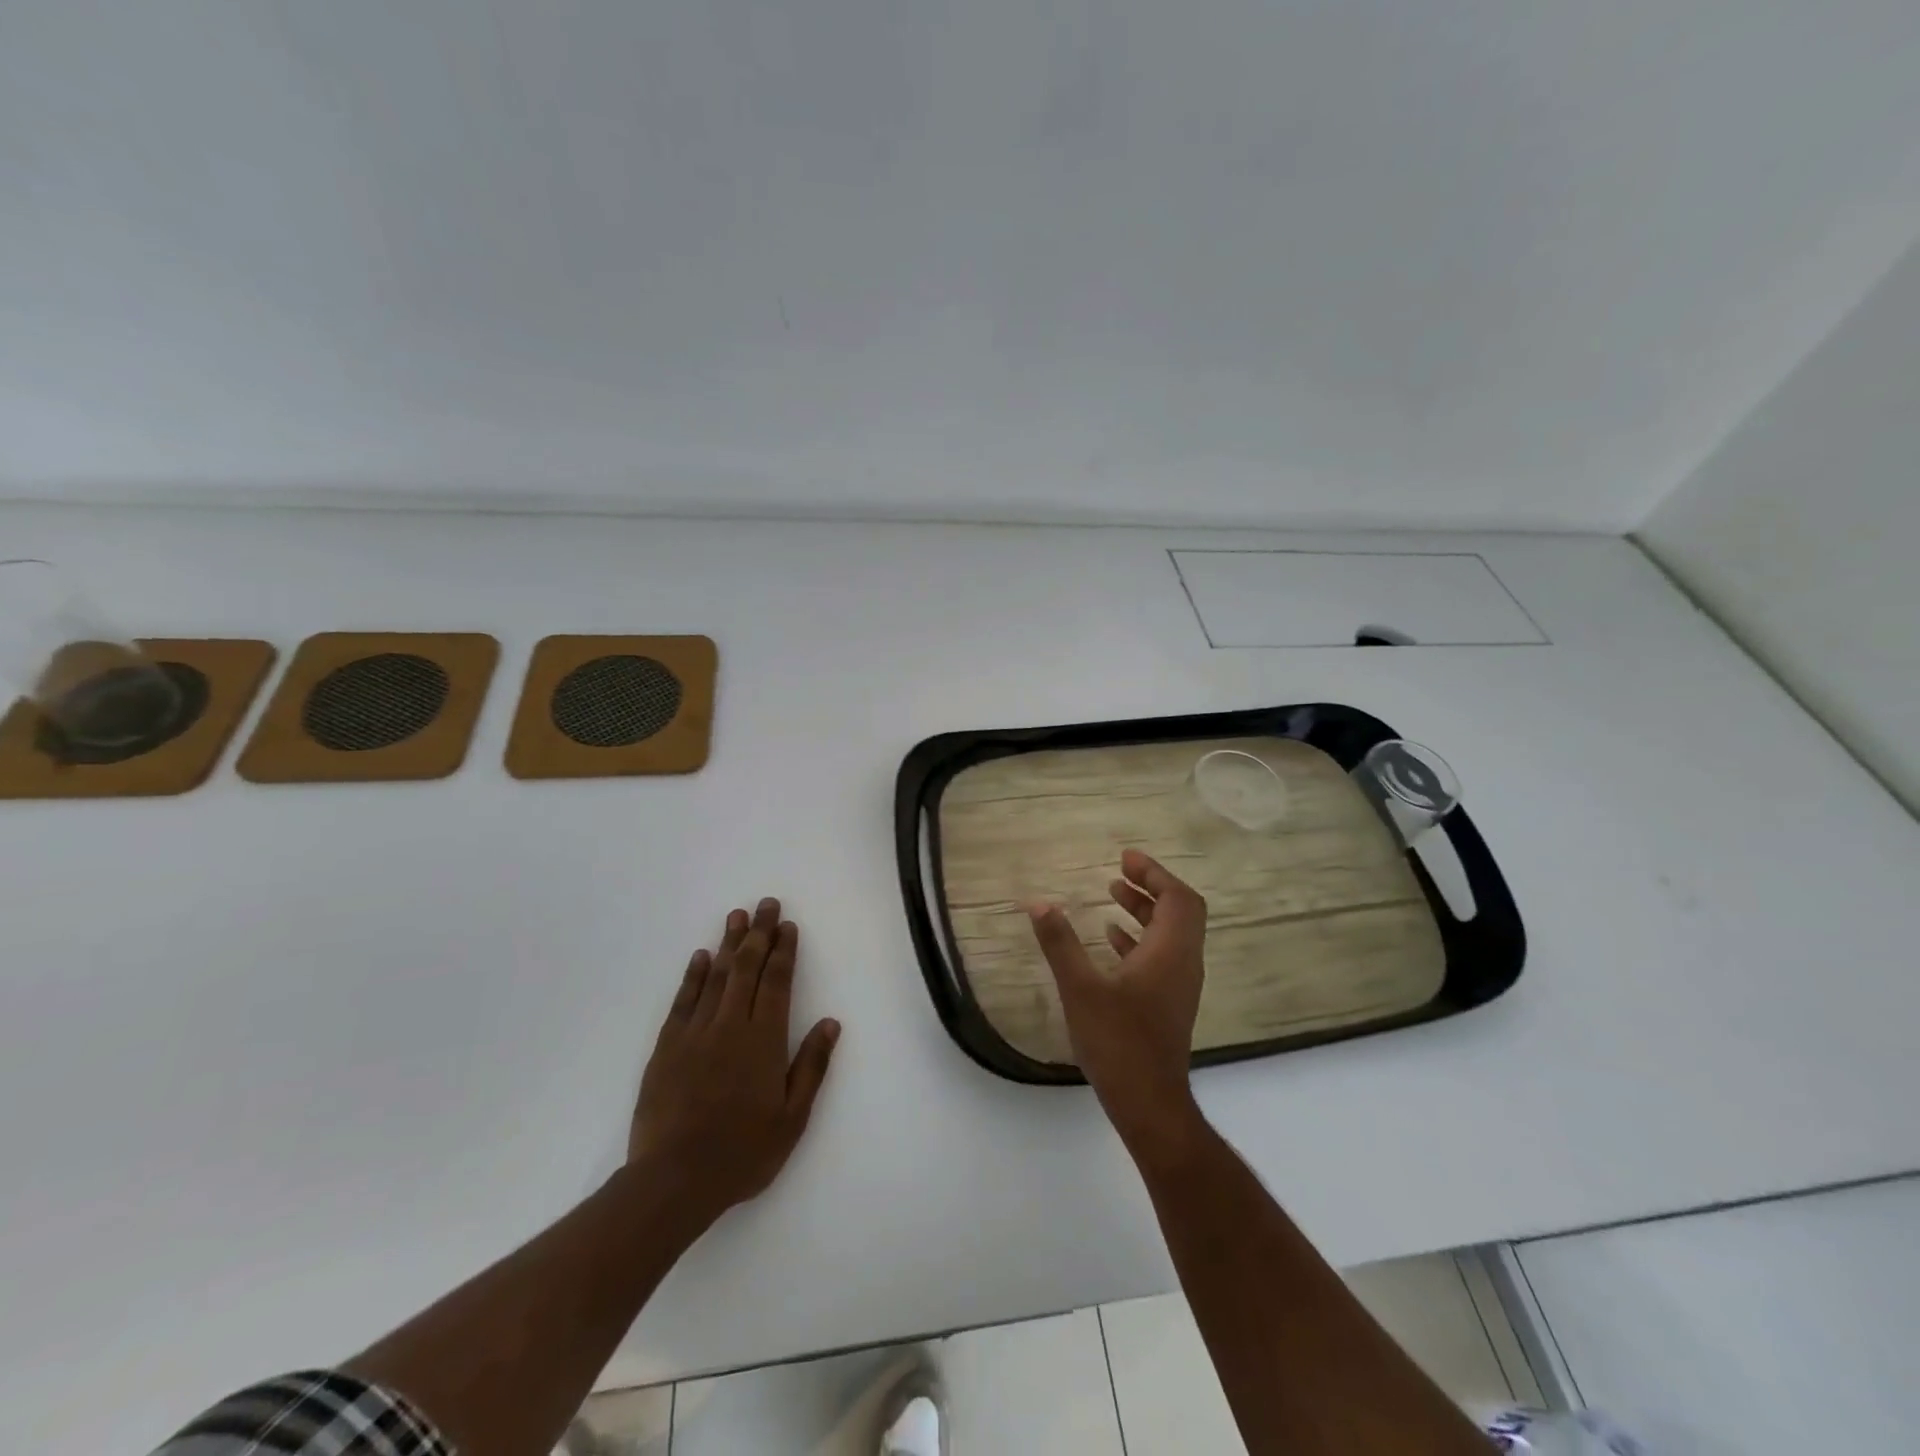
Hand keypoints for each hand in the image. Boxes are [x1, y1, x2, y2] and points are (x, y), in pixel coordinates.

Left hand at [627, 898, 840, 1227]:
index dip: (784, 951)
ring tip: (737, 916)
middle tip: (766, 904)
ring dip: (728, 943)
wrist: (673, 1180)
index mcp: (764, 1040)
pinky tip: (699, 956)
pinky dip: (693, 975)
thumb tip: (831, 1023)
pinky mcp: (667, 1046)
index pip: (777, 982)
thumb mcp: (792, 1118)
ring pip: (715, 976)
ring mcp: (696, 1033)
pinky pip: (683, 1000)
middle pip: (747, 968)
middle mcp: (731, 1025)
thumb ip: (811, 1066)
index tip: (788, 926)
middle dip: (759, 934)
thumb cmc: (742, 1153)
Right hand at [1028, 849, 1206, 1158]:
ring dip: (1145, 911)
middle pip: (1180, 911)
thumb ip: (1060, 943)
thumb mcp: (1081, 989)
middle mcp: (1183, 963)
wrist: (1149, 1104)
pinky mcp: (1168, 1004)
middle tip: (1119, 871)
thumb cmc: (1118, 1043)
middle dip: (1151, 887)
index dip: (1155, 873)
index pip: (1178, 898)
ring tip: (1112, 895)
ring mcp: (1178, 986)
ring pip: (1170, 934)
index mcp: (1170, 953)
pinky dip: (1139, 938)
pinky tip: (1110, 939)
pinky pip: (1161, 956)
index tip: (1126, 858)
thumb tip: (1038, 903)